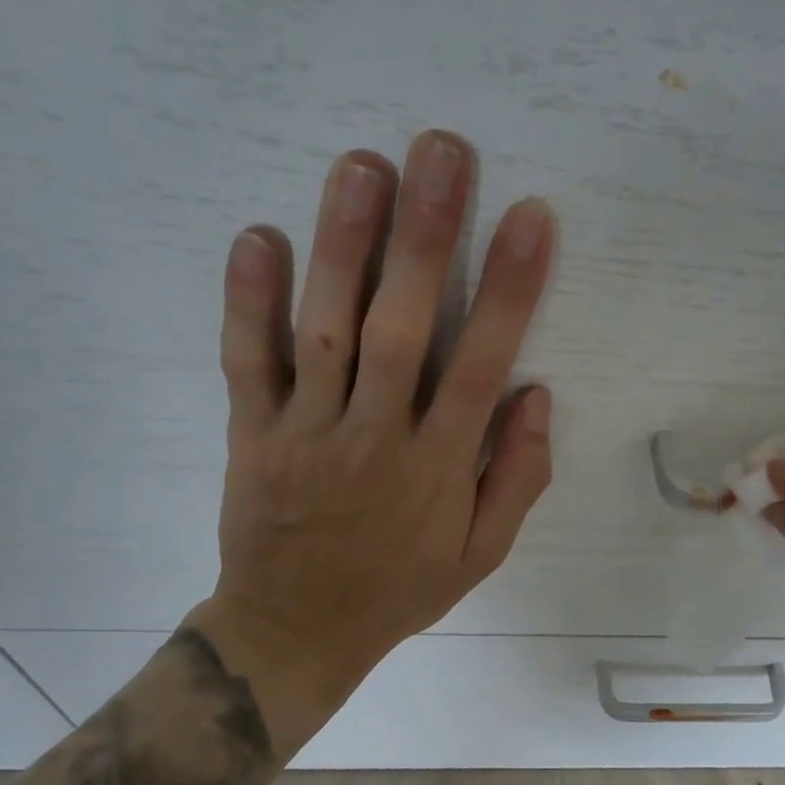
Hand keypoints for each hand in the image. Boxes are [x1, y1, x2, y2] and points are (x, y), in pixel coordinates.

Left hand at [189, 130, 555, 739]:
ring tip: (363, 165)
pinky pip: (248, 363)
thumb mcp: (481, 555)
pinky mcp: (252, 433)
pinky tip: (258, 235)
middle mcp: (375, 437)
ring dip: (344, 247)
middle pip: (402, 328)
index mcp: (438, 467)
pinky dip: (248, 302)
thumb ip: (517, 478)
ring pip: (326, 330)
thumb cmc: (399, 589)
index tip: (530, 218)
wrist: (295, 632)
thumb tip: (536, 396)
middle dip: (426, 238)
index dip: (510, 290)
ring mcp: (306, 431)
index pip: (481, 365)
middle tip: (441, 152)